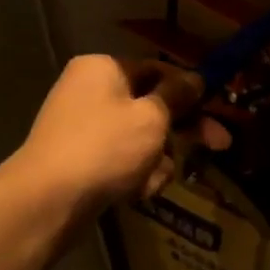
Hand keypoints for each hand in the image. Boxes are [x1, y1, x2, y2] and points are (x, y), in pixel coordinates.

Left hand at [7, 55, 228, 212]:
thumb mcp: (152, 117)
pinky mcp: (82, 160)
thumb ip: (177, 96)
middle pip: (152, 106)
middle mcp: (91, 92)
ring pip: (142, 139)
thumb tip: (196, 78)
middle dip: (184, 130)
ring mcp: (84, 128)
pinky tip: (136, 193)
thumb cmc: (106, 148)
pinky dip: (136, 175)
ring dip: (158, 160)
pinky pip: (123, 161)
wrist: (49, 200)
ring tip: (151, 180)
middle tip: (221, 145)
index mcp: (104, 69)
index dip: (190, 90)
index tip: (218, 108)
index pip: (158, 70)